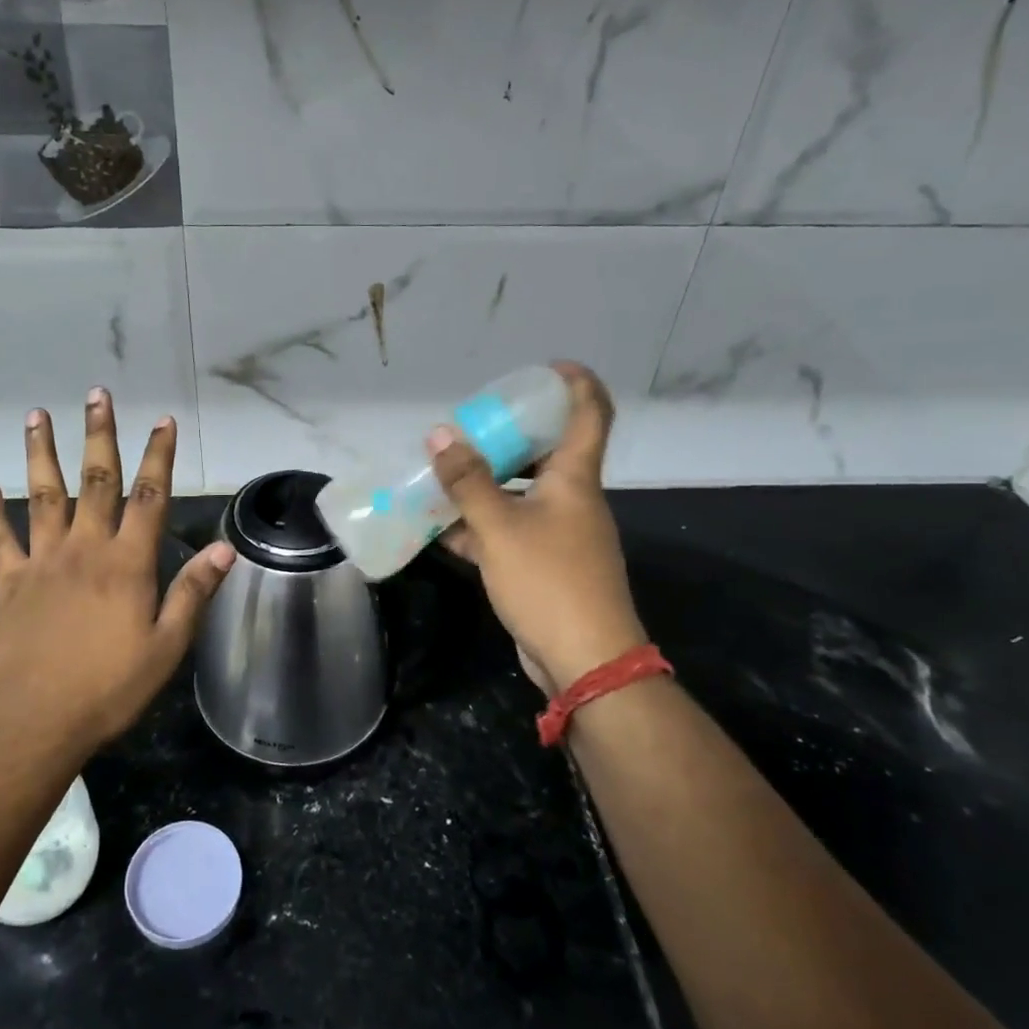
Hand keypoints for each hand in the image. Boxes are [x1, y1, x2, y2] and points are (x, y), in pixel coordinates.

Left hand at [0, 388, 235, 753]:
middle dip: (99, 435)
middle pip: (95, 481)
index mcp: (127, 564)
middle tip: (97, 395)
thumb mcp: (166, 647)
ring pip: (43, 496)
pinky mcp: (10, 584)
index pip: (150, 497)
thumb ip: (193, 593)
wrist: (31, 723)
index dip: (159, 456)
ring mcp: (43, 563)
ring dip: (42, 454)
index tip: (163, 421)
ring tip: (38, 415)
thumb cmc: (107, 688)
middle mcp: (85, 549)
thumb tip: (224, 548)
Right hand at [432, 362, 645, 695]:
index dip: (575, 383)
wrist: (585, 660)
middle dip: (507, 436)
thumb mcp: (499, 527)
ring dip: (484, 484)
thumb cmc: (548, 581)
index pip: (590, 413)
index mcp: (574, 478)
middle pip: (546, 452)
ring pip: (520, 495)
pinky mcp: (543, 566)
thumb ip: (468, 482)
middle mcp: (571, 500)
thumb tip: (440, 435)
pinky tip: (439, 528)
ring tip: (442, 473)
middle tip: (469, 427)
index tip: (544, 368)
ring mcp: (559, 535)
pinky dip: (478, 526)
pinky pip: (507, 532)